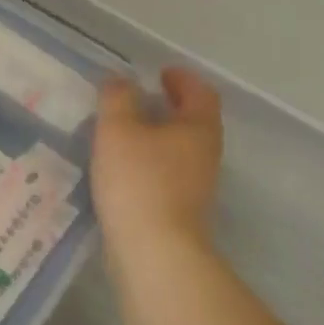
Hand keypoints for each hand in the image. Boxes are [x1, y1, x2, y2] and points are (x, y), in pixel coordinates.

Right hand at [92, 68, 223, 251]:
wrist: (155, 252)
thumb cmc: (139, 181)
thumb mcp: (118, 129)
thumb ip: (117, 98)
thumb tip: (120, 80)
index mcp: (198, 128)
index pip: (201, 93)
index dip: (183, 78)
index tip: (160, 72)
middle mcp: (205, 155)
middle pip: (193, 122)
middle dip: (168, 107)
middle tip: (137, 98)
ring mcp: (196, 186)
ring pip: (178, 150)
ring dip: (156, 136)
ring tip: (122, 131)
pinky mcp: (180, 211)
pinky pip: (166, 174)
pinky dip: (148, 162)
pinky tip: (120, 167)